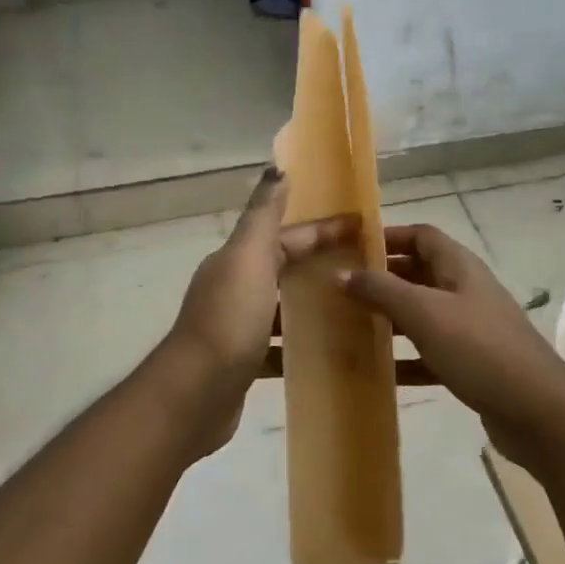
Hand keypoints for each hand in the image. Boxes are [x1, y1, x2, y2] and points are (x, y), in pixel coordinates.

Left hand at [164, 169, 355, 447]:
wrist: (194, 395)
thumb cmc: (228, 321)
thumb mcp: (248, 259)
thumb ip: (263, 216)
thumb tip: (276, 168)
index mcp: (238, 261)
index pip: (287, 236)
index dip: (324, 230)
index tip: (365, 229)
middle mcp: (236, 288)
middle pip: (286, 268)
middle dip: (323, 263)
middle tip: (369, 269)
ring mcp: (239, 327)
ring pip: (284, 306)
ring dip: (315, 303)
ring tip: (359, 309)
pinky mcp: (245, 362)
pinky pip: (281, 345)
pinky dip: (303, 344)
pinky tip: (332, 352)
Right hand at [340, 224, 564, 464]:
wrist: (537, 411)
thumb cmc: (479, 349)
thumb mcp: (425, 313)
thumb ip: (381, 290)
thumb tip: (340, 273)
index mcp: (459, 268)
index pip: (421, 236)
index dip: (388, 235)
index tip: (350, 248)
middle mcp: (465, 291)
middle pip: (418, 274)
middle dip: (381, 279)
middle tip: (339, 289)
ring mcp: (469, 329)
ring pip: (421, 315)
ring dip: (389, 319)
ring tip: (348, 326)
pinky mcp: (470, 364)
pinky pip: (429, 354)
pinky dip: (405, 359)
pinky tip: (377, 372)